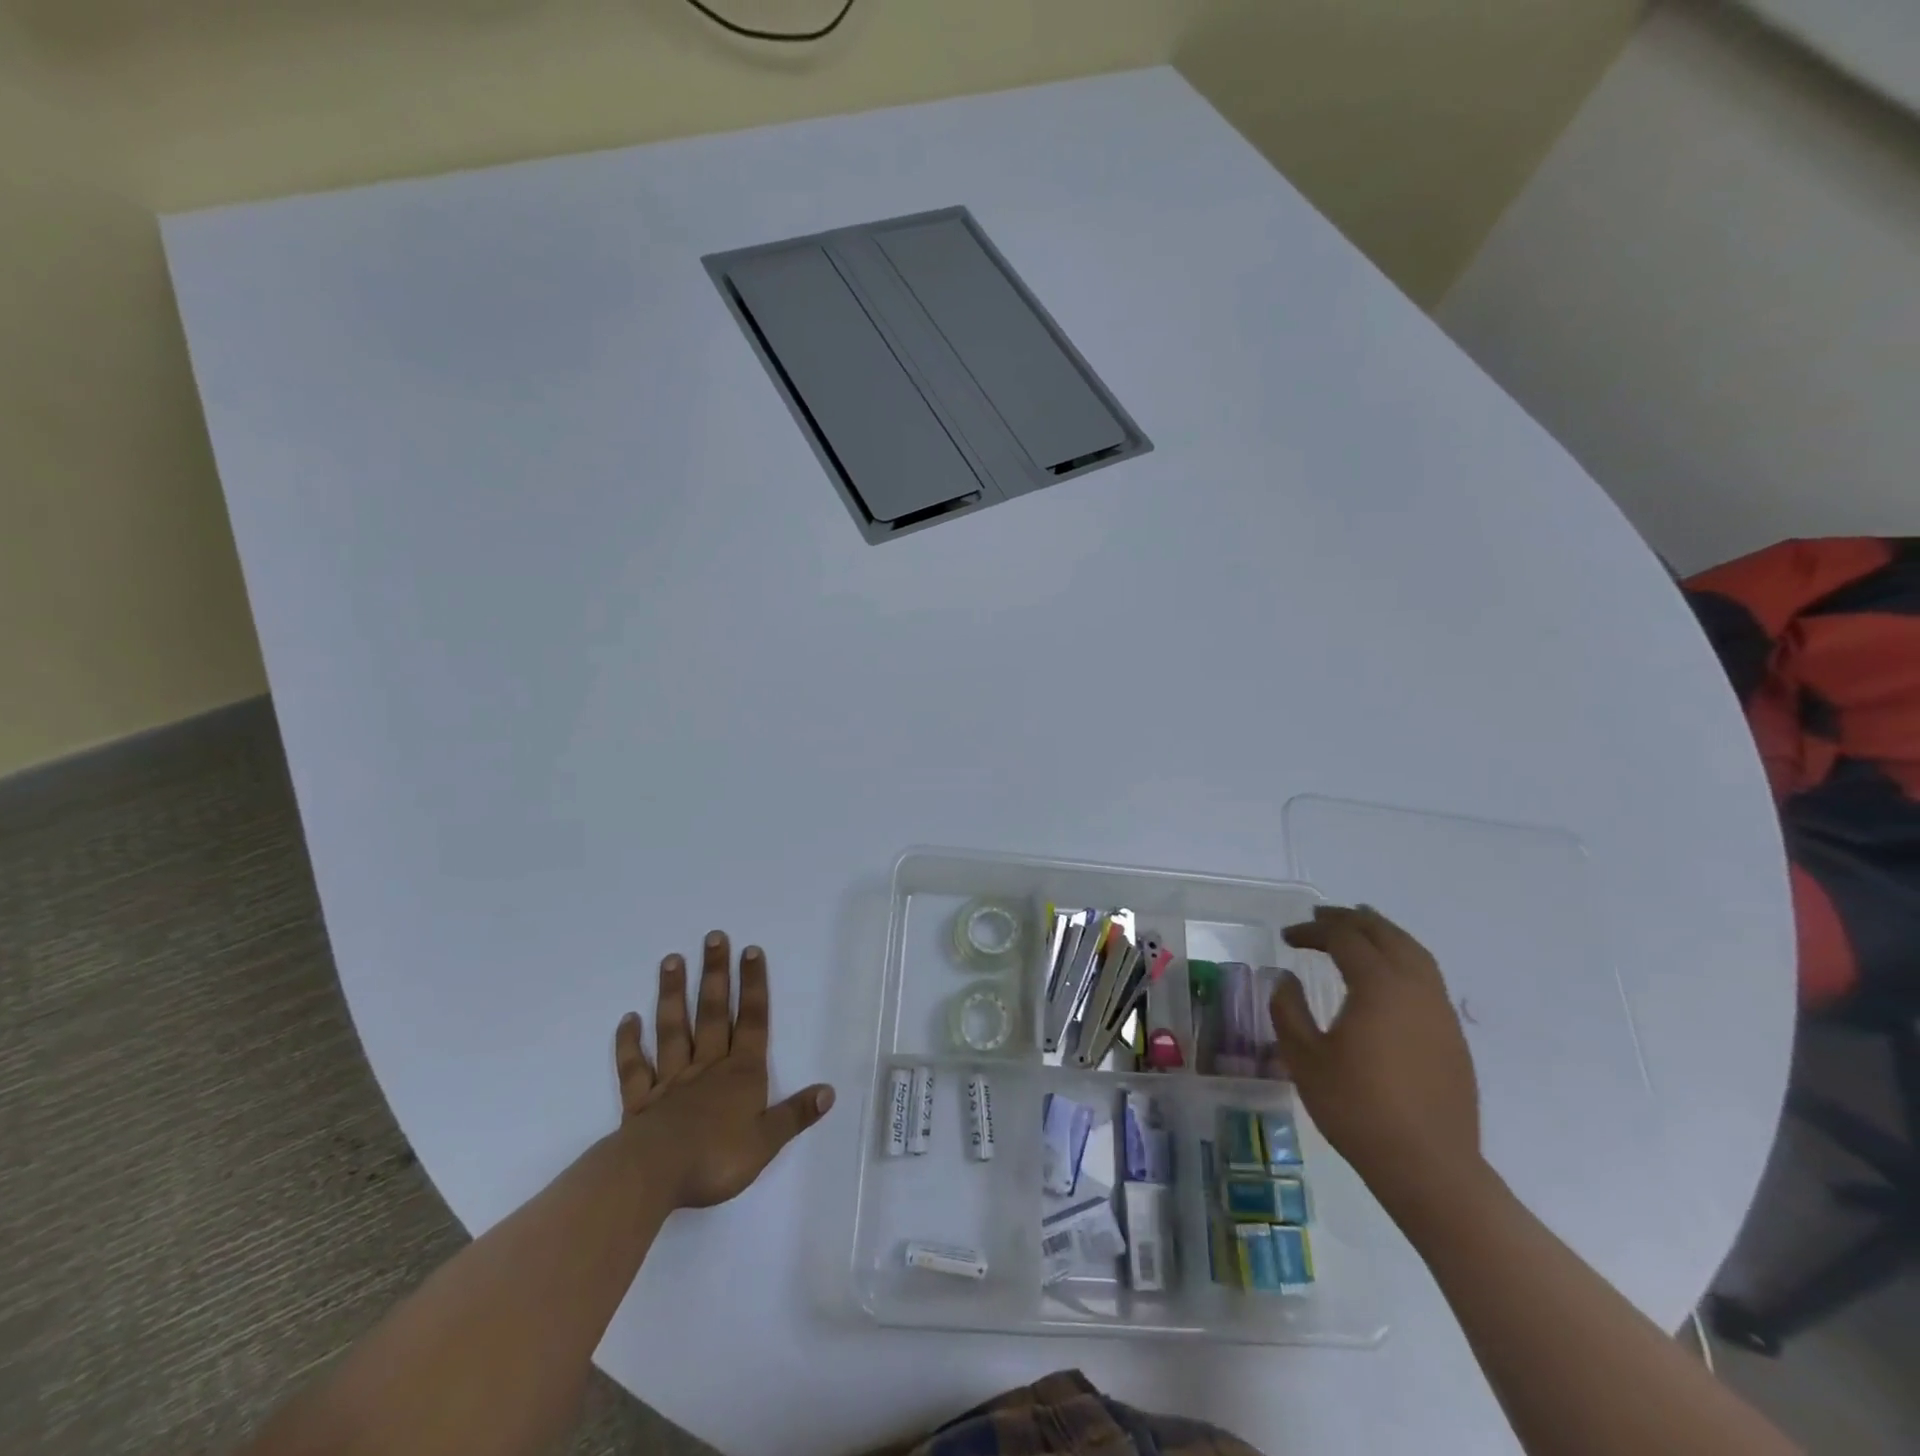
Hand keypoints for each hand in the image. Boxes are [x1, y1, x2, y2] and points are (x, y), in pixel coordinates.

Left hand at [612, 930, 835, 1209]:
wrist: (653, 1177)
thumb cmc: (716, 1159)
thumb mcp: (767, 1141)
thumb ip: (795, 1114)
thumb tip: (829, 1091)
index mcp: (741, 1074)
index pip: (752, 1021)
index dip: (754, 986)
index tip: (750, 950)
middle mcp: (708, 1067)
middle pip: (713, 1013)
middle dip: (716, 974)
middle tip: (713, 937)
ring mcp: (671, 1081)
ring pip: (673, 1030)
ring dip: (673, 994)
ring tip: (671, 960)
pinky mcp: (640, 1102)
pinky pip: (635, 1067)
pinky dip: (629, 1043)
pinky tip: (628, 1019)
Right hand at [1271, 905, 1481, 1216]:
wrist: (1429, 1167)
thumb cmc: (1358, 1109)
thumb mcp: (1305, 1058)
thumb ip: (1288, 1009)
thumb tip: (1285, 979)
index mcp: (1379, 986)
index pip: (1344, 939)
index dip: (1312, 932)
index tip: (1287, 937)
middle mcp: (1415, 988)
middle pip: (1385, 935)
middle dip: (1350, 920)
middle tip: (1320, 917)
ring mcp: (1440, 1012)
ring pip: (1414, 952)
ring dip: (1383, 934)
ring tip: (1360, 928)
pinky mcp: (1452, 1036)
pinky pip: (1427, 977)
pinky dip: (1402, 958)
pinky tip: (1387, 976)